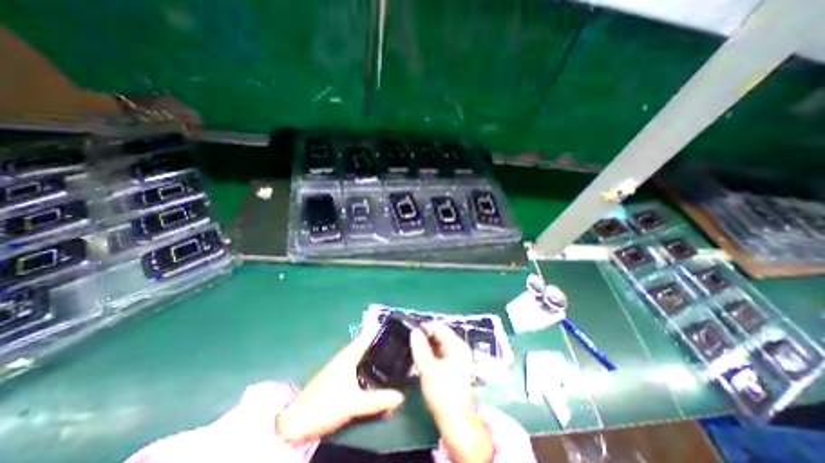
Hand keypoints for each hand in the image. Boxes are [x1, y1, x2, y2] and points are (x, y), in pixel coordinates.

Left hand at [276, 327, 405, 442]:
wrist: (295, 424)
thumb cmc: (325, 406)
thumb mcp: (353, 404)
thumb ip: (378, 400)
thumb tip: (402, 395)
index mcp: (349, 354)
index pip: (368, 335)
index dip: (382, 329)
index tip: (398, 328)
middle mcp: (346, 356)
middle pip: (368, 344)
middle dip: (384, 344)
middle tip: (401, 347)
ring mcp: (342, 366)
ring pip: (364, 355)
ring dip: (377, 356)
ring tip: (393, 361)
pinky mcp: (340, 376)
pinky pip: (360, 366)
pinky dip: (370, 366)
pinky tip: (378, 376)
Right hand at [410, 323, 473, 424]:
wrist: (454, 420)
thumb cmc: (442, 395)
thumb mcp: (428, 370)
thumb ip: (420, 349)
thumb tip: (414, 331)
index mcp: (457, 346)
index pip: (439, 327)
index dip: (424, 326)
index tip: (409, 329)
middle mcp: (458, 347)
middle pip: (439, 333)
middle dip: (424, 334)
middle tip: (408, 338)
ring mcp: (456, 354)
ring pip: (438, 341)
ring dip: (426, 342)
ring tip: (411, 344)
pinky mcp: (452, 362)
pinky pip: (439, 349)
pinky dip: (429, 349)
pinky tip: (419, 353)